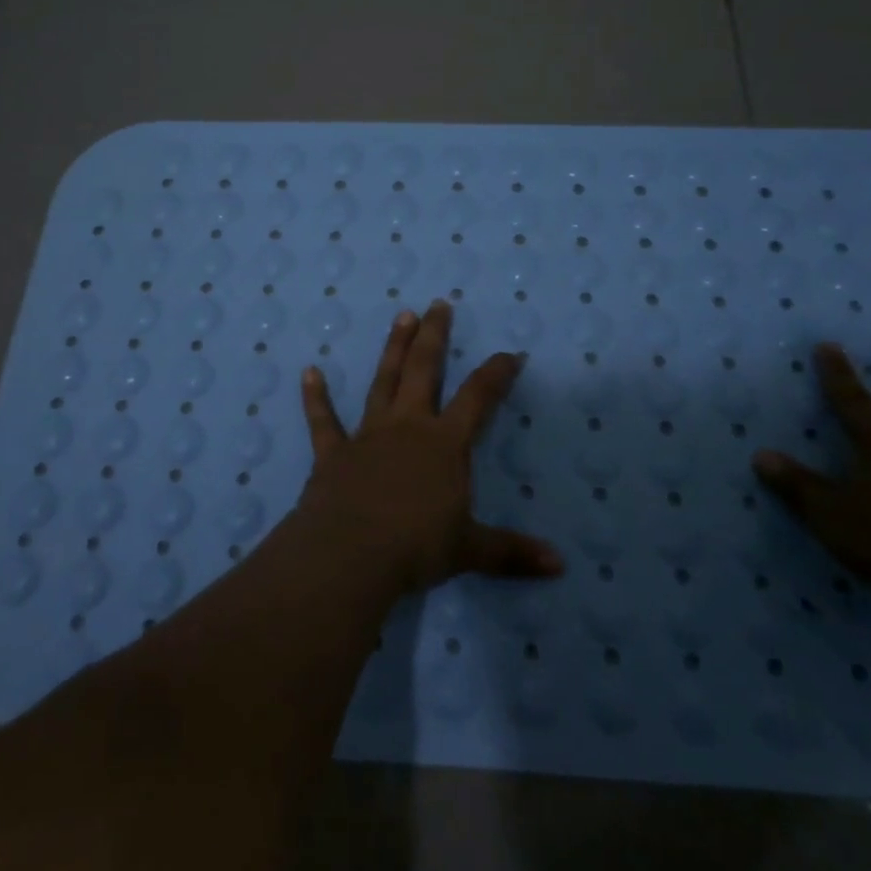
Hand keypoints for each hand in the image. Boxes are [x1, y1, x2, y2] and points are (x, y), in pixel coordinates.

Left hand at [297, 300, 565, 593]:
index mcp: (444, 444)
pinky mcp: (333, 452)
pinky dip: (316, 396)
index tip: (511, 353)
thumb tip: (560, 565)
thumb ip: (512, 553)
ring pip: (382, 382)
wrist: (350, 555)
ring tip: (401, 316)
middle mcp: (408, 427)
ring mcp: (368, 435)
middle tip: (438, 305)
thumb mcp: (470, 550)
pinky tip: (309, 371)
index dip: (497, 373)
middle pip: (423, 371)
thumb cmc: (415, 547)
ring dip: (392, 349)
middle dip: (434, 336)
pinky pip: (323, 420)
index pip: (478, 398)